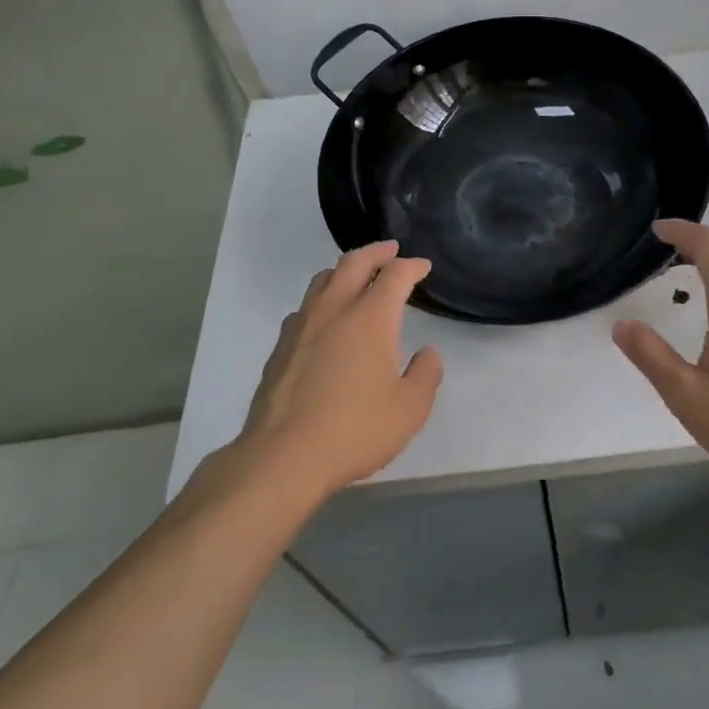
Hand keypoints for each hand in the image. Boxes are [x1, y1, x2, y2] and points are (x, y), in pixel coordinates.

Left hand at [235, 241, 443, 500]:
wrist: (282, 457)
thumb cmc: (354, 430)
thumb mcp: (409, 409)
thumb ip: (425, 375)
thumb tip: (428, 353)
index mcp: (370, 317)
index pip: (395, 275)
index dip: (412, 266)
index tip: (423, 267)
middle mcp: (334, 310)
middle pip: (354, 263)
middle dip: (376, 252)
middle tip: (390, 250)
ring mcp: (302, 326)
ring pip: (323, 280)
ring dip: (345, 270)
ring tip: (357, 276)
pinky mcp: (280, 348)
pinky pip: (305, 307)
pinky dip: (323, 300)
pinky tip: (326, 319)